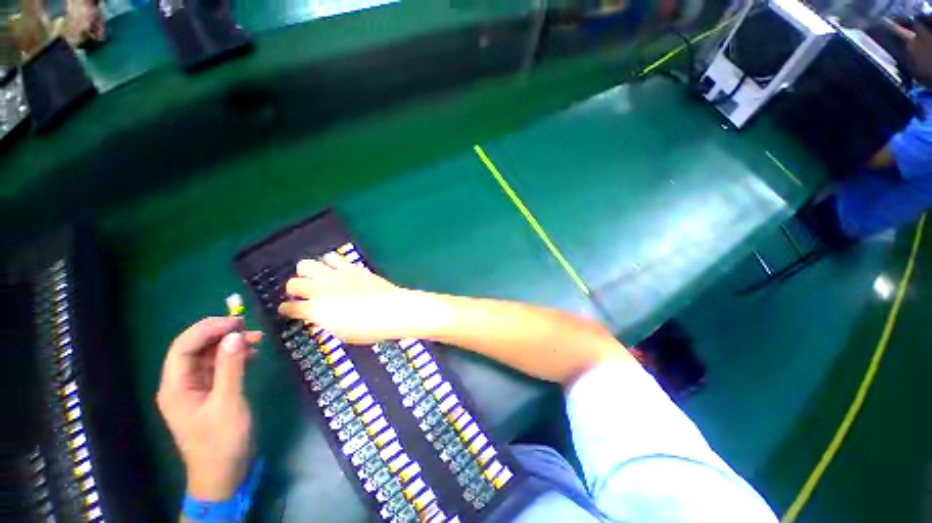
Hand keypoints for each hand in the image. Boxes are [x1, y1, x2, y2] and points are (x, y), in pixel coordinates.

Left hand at [156, 317, 261, 500]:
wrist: (223, 473)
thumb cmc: (221, 440)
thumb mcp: (228, 402)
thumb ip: (230, 367)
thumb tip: (234, 336)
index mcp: (175, 386)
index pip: (183, 347)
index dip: (207, 329)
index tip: (236, 322)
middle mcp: (180, 384)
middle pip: (194, 349)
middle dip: (220, 335)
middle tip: (249, 328)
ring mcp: (194, 389)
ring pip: (208, 357)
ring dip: (230, 345)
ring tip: (256, 339)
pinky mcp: (208, 394)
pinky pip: (217, 368)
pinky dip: (234, 358)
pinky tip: (251, 355)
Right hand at [279, 252, 414, 343]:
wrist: (392, 310)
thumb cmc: (368, 328)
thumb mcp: (342, 333)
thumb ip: (326, 321)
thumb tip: (321, 315)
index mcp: (316, 311)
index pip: (289, 308)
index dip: (286, 310)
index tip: (288, 310)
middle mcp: (321, 290)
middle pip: (293, 282)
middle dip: (295, 288)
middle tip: (304, 292)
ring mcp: (336, 275)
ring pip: (308, 264)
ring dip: (310, 272)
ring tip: (319, 278)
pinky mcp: (351, 267)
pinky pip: (332, 258)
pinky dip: (330, 264)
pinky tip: (336, 270)